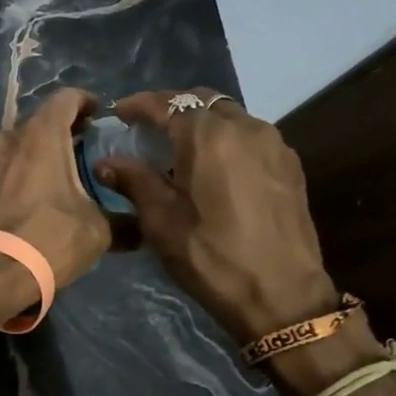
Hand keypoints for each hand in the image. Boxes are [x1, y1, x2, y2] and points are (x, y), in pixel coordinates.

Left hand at [0, 87, 112, 292]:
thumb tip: (138, 228)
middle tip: (73, 159)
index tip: (95, 117)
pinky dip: (2, 181)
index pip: (65, 99)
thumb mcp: (97, 232)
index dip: (84, 103)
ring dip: (26, 160)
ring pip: (8, 150)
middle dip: (56, 138)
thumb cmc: (48, 242)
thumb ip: (121, 220)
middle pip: (35, 126)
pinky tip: (11, 206)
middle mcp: (4, 138)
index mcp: (40, 136)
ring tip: (40, 186)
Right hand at [96, 88, 337, 341]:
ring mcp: (273, 144)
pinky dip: (225, 138)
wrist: (282, 295)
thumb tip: (106, 162)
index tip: (118, 113)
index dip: (138, 105)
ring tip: (178, 148)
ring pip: (229, 115)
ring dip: (200, 122)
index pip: (166, 103)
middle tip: (147, 129)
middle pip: (201, 100)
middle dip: (171, 107)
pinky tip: (212, 166)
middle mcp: (244, 128)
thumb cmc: (211, 256)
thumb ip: (133, 181)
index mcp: (207, 137)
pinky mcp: (289, 165)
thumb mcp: (160, 220)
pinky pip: (250, 136)